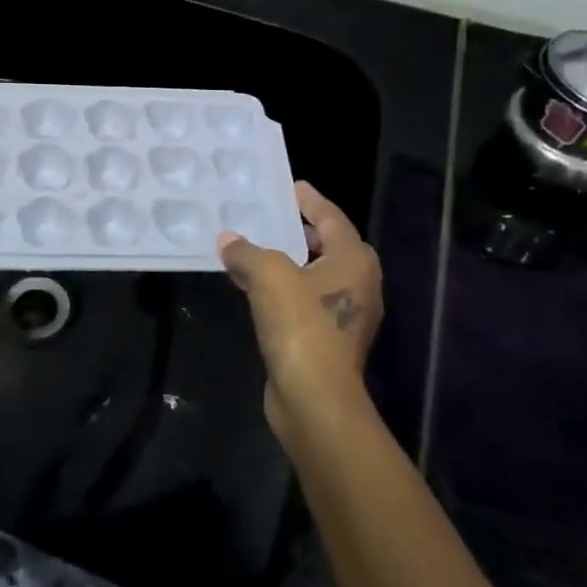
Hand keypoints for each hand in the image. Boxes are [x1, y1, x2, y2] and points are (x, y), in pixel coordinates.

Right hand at [217, 181, 382, 441]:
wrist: (315, 399)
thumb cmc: (301, 326)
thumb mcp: (269, 276)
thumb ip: (247, 251)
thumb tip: (228, 240)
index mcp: (354, 260)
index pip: (332, 218)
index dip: (310, 201)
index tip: (291, 187)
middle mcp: (358, 284)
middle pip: (328, 246)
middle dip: (300, 231)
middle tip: (270, 216)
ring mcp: (345, 316)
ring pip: (314, 276)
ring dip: (288, 262)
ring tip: (254, 248)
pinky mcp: (328, 341)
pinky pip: (304, 302)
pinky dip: (283, 290)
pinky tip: (254, 288)